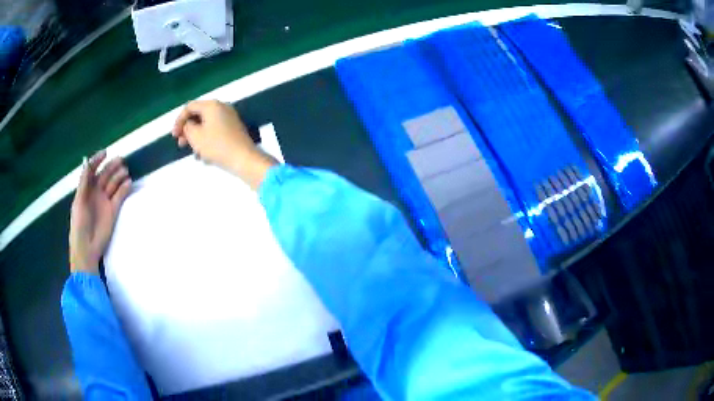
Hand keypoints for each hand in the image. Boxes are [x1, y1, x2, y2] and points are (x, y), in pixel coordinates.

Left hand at [69, 150, 132, 273]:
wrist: (87, 248)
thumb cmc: (79, 224)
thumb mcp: (78, 201)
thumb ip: (84, 182)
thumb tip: (88, 163)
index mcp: (86, 189)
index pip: (92, 170)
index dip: (98, 160)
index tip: (105, 153)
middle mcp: (96, 192)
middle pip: (105, 175)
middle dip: (112, 166)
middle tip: (121, 160)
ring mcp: (105, 201)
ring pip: (113, 183)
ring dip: (119, 176)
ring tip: (125, 171)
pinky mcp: (113, 211)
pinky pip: (120, 196)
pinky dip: (125, 188)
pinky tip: (128, 183)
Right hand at [172, 100, 276, 189]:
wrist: (244, 159)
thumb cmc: (217, 146)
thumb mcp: (196, 136)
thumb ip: (187, 128)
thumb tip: (188, 124)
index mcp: (212, 105)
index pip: (190, 107)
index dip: (179, 120)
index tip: (174, 136)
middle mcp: (222, 107)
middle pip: (199, 115)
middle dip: (188, 130)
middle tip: (181, 144)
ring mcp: (230, 118)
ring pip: (207, 125)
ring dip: (197, 138)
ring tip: (194, 153)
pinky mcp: (234, 129)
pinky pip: (216, 131)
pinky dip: (207, 140)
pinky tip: (205, 156)